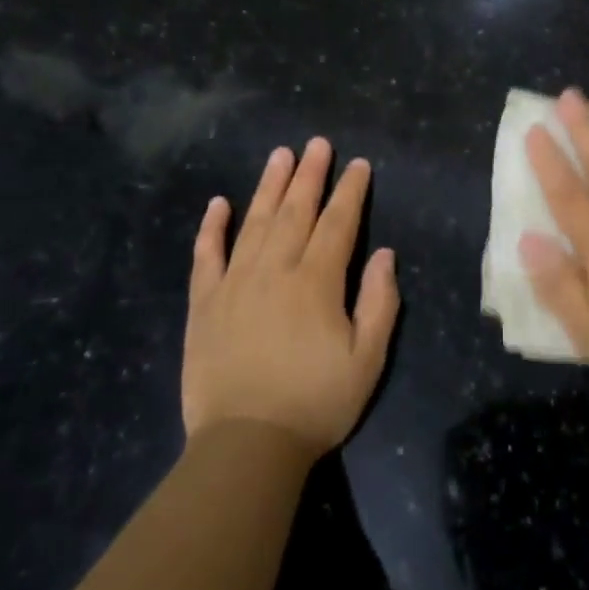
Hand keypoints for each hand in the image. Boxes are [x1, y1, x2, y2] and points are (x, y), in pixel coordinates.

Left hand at [184, 138, 399, 455]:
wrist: (246, 446)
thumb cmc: (315, 403)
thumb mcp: (367, 360)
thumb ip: (379, 303)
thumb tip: (384, 255)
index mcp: (316, 282)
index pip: (338, 224)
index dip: (350, 192)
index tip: (358, 164)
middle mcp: (274, 270)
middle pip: (295, 211)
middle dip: (310, 174)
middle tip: (318, 143)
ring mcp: (234, 284)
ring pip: (253, 223)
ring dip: (268, 186)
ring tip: (280, 155)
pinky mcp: (204, 304)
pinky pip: (206, 256)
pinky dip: (212, 227)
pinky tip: (218, 203)